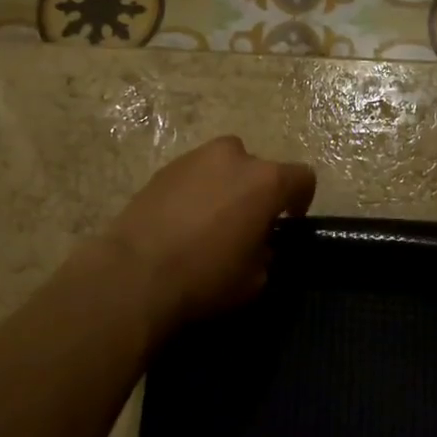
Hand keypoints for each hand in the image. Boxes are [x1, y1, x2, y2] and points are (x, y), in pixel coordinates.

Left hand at [102, 137, 315, 336]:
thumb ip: (267, 252)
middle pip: (259, 168)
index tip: (287, 223)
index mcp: (266, 181)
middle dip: (258, 191)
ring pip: (223, 167)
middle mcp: (234, 157)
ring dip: (226, 187)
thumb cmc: (205, 277)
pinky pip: (194, 175)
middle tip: (246, 224)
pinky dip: (196, 191)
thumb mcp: (255, 279)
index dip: (300, 201)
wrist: (134, 274)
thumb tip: (259, 245)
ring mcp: (195, 158)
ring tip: (211, 221)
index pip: (302, 178)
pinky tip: (183, 222)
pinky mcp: (163, 168)